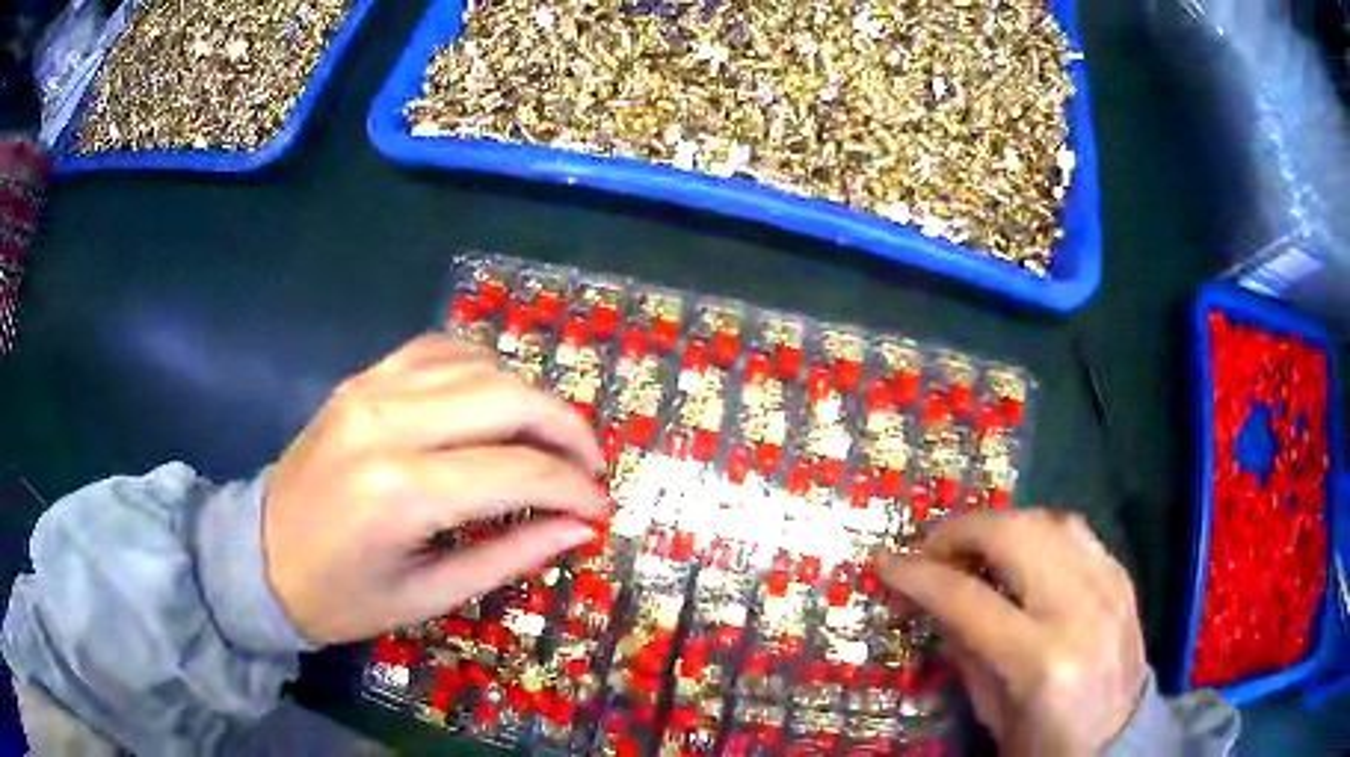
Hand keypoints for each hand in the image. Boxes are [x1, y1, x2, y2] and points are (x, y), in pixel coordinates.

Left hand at [263, 334, 603, 644]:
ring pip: (479, 363)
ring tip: (549, 438)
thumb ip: (508, 556)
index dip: (572, 487)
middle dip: (567, 428)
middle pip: (507, 397)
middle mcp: (387, 423)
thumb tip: (579, 528)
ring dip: (529, 396)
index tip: (597, 508)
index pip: (518, 470)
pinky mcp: (360, 379)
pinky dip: (481, 368)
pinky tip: (494, 401)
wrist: (258, 558)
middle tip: (589, 465)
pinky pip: (437, 349)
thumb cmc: (340, 597)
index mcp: (401, 493)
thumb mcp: (426, 597)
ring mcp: (370, 389)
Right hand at [880, 510, 1146, 756]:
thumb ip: (966, 651)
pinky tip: (1022, 553)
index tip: (889, 563)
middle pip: (1014, 536)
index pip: (968, 598)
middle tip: (932, 550)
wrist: (1118, 738)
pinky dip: (1037, 532)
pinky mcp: (1122, 576)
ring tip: (975, 547)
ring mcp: (1108, 584)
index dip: (920, 575)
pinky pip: (1075, 531)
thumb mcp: (992, 712)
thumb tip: (936, 600)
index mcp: (1039, 660)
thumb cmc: (1046, 741)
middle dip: (962, 531)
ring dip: (1001, 525)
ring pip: (1047, 520)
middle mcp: (1078, 608)